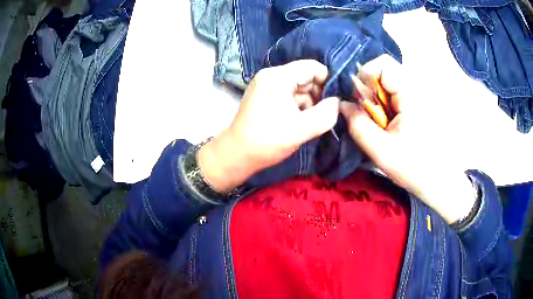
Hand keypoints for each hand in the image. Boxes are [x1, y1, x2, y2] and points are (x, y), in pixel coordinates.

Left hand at [199, 60, 339, 192]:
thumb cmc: (267, 141)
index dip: (328, 81)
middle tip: (324, 114)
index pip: (312, 67)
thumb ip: (326, 114)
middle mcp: (271, 75)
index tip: (337, 100)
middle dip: (319, 94)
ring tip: (310, 122)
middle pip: (305, 76)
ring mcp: (266, 85)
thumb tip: (337, 102)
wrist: (237, 155)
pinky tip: (300, 121)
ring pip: (299, 87)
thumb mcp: (301, 129)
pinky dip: (299, 106)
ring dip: (309, 103)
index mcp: (278, 77)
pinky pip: (289, 95)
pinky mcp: (265, 96)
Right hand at [340, 55, 475, 223]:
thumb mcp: (381, 151)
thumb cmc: (414, 168)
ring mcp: (417, 95)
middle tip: (366, 113)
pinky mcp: (416, 103)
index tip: (359, 101)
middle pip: (383, 70)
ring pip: (386, 81)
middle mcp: (415, 88)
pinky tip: (386, 122)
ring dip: (374, 97)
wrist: (437, 179)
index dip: (364, 77)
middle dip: (368, 88)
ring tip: (376, 121)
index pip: (383, 64)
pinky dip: (383, 103)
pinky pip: (393, 92)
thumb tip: (341, 104)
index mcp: (411, 96)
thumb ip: (358, 125)